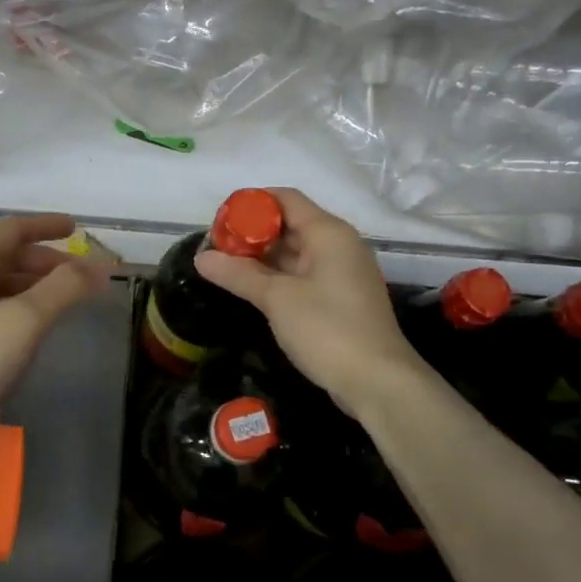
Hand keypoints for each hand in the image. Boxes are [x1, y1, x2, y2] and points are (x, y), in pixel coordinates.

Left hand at [0, 214, 109, 457]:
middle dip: (46, 259)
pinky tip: (36, 329)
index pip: (13, 228)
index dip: (46, 225)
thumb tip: (100, 265)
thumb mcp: (24, 320)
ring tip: (67, 300)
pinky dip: (22, 307)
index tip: (76, 229)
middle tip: (81, 275)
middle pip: (8, 254)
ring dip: (36, 284)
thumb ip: (64, 287)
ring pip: (2, 282)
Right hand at [195, 188, 425, 423]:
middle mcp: (339, 245)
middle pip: (290, 225)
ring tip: (226, 268)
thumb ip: (238, 274)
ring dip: (263, 258)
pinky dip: (278, 277)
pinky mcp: (341, 299)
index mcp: (328, 233)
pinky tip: (253, 290)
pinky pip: (304, 275)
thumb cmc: (328, 329)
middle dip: (252, 234)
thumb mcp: (277, 299)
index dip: (252, 204)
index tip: (220, 221)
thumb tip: (201, 258)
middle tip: (217, 249)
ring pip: (296, 253)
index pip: (286, 199)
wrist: (378, 382)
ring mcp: (342, 273)